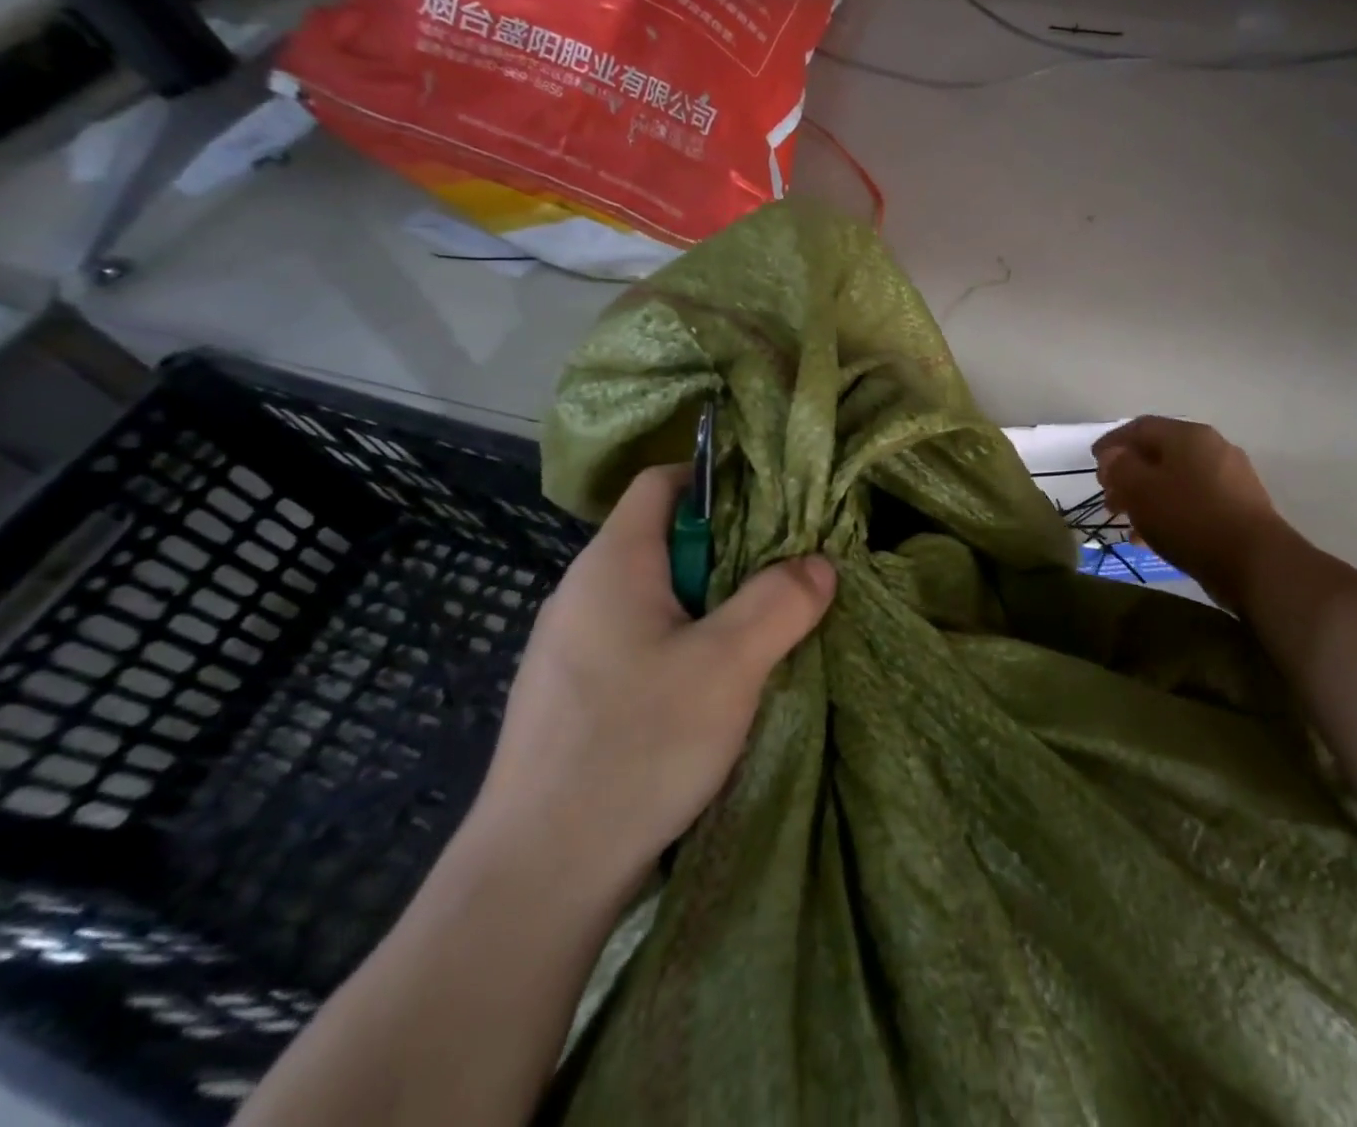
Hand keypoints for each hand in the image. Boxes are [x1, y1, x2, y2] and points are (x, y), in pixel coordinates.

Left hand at [467, 464, 835, 899]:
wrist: (537, 876)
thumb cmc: (636, 745)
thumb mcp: (729, 665)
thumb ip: (781, 602)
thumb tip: (819, 563)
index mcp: (613, 564)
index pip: (662, 482)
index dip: (716, 480)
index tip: (773, 505)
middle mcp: (583, 592)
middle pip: (664, 539)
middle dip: (730, 551)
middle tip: (785, 575)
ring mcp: (571, 646)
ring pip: (656, 596)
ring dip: (710, 605)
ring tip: (761, 631)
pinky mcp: (573, 694)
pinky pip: (638, 641)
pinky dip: (683, 645)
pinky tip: (713, 688)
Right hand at [1094, 416, 1279, 610]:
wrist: (1254, 562)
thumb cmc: (1189, 517)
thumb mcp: (1141, 490)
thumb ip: (1120, 467)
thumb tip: (1114, 456)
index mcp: (1188, 436)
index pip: (1141, 427)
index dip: (1112, 443)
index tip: (1093, 463)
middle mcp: (1212, 449)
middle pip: (1159, 454)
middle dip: (1129, 475)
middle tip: (1109, 498)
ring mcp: (1230, 479)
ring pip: (1176, 480)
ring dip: (1146, 497)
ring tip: (1127, 522)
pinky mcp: (1239, 508)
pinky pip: (1193, 502)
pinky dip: (1169, 512)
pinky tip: (1154, 537)